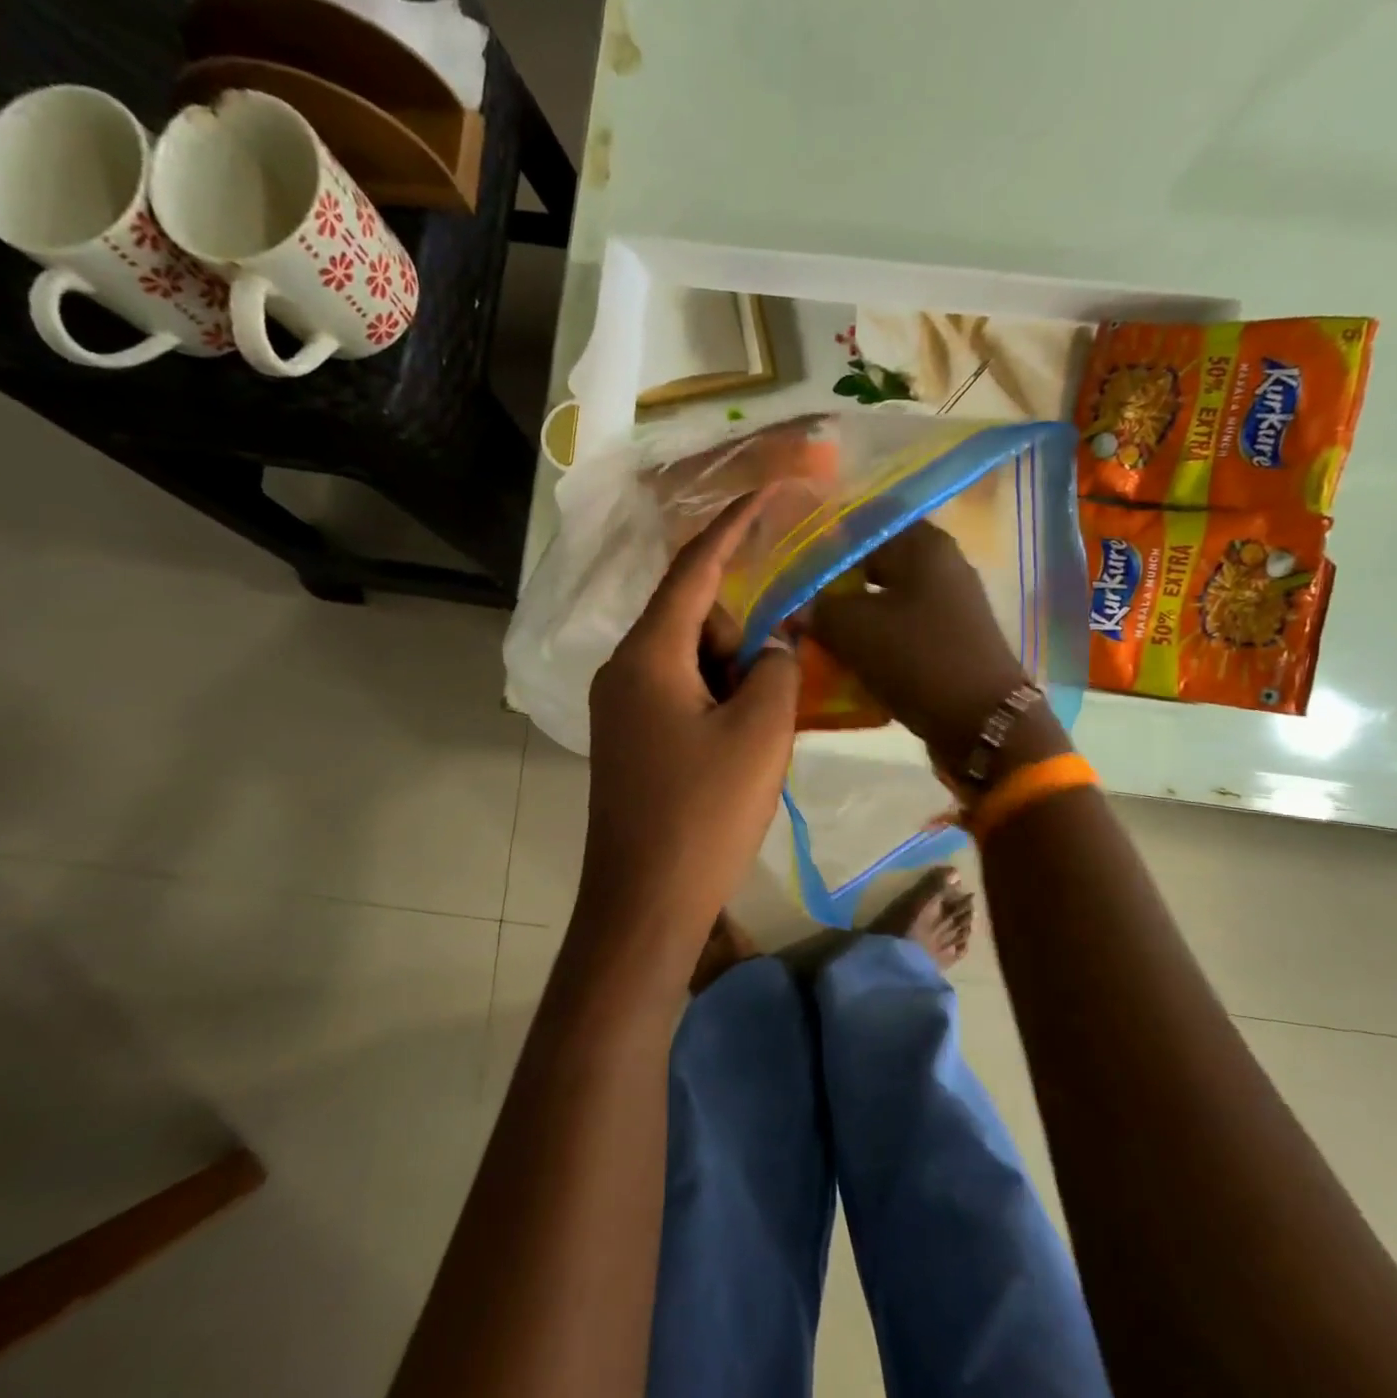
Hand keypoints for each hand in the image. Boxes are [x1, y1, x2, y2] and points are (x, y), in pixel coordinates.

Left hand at [577, 491, 799, 970]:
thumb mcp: (760, 733)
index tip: (772, 492)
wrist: (644, 905)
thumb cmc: (704, 814)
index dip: (735, 525)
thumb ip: (776, 668)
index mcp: (648, 655)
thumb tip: (775, 643)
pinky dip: (717, 704)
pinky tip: (735, 752)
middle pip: (696, 620)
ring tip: (756, 739)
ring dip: (734, 680)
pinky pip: (680, 696)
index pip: (695, 569)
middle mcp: (623, 670)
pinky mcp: (629, 740)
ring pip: (691, 662)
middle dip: (743, 640)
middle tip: (771, 698)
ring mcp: (621, 708)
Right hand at [809, 521, 1047, 770]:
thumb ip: (818, 609)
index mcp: (924, 544)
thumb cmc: (918, 659)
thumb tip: (795, 607)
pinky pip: (901, 628)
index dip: (826, 539)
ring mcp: (949, 603)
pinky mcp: (949, 638)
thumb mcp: (855, 630)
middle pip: (875, 562)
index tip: (792, 561)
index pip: (865, 523)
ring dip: (852, 614)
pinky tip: (846, 654)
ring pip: (886, 598)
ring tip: (814, 630)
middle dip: (835, 582)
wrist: (983, 721)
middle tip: (798, 600)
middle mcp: (942, 564)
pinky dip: (874, 637)